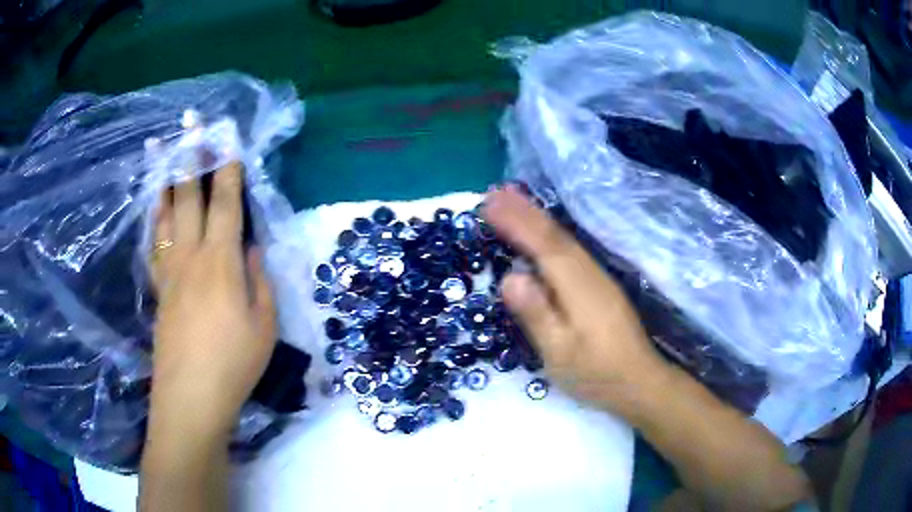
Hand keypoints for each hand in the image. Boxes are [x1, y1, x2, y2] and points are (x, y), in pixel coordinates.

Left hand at [149, 162, 275, 438]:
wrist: (191, 395)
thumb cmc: (234, 362)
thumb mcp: (264, 324)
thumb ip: (259, 279)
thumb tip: (253, 247)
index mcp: (221, 261)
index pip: (225, 203)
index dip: (228, 168)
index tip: (228, 138)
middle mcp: (191, 256)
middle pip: (188, 196)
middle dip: (191, 155)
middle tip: (189, 123)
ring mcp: (169, 270)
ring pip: (164, 213)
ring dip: (164, 178)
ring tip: (160, 149)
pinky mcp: (158, 287)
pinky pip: (153, 242)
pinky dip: (153, 217)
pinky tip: (153, 206)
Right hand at [482, 186, 669, 417]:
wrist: (640, 381)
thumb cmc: (596, 374)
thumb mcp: (560, 353)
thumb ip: (537, 315)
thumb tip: (509, 277)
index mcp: (579, 288)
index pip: (544, 246)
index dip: (517, 222)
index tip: (490, 203)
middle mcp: (590, 274)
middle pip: (555, 236)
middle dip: (524, 210)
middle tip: (495, 191)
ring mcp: (598, 278)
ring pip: (564, 240)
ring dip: (537, 216)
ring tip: (513, 199)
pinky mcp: (600, 285)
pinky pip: (571, 249)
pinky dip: (551, 233)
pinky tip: (543, 230)